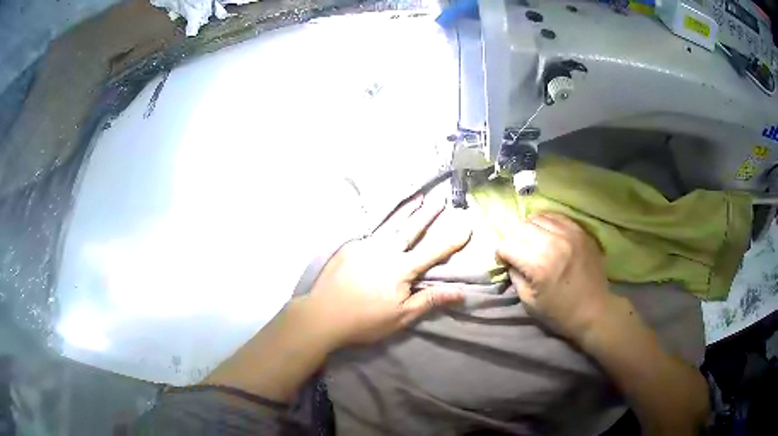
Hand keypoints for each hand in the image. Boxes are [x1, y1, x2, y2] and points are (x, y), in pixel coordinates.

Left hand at [299, 194, 471, 347]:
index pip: (432, 251)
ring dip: (406, 211)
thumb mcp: (401, 316)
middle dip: (428, 214)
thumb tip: (460, 291)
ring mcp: (364, 246)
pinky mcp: (349, 248)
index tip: (466, 225)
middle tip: (440, 198)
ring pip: (390, 224)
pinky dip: (382, 221)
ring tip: (417, 198)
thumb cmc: (365, 320)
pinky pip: (370, 230)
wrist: (322, 315)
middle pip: (411, 229)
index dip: (451, 240)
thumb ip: (429, 300)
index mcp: (400, 269)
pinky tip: (385, 219)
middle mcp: (384, 251)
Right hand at [496, 213, 612, 341]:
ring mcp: (569, 233)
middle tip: (517, 252)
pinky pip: (556, 216)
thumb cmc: (560, 313)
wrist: (594, 310)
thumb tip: (509, 260)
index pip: (507, 244)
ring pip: (537, 218)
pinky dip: (546, 223)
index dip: (501, 254)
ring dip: (529, 229)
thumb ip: (516, 276)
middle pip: (520, 227)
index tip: (505, 262)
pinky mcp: (580, 231)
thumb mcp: (529, 302)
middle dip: (513, 239)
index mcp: (538, 265)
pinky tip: (547, 235)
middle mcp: (553, 243)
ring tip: (532, 242)